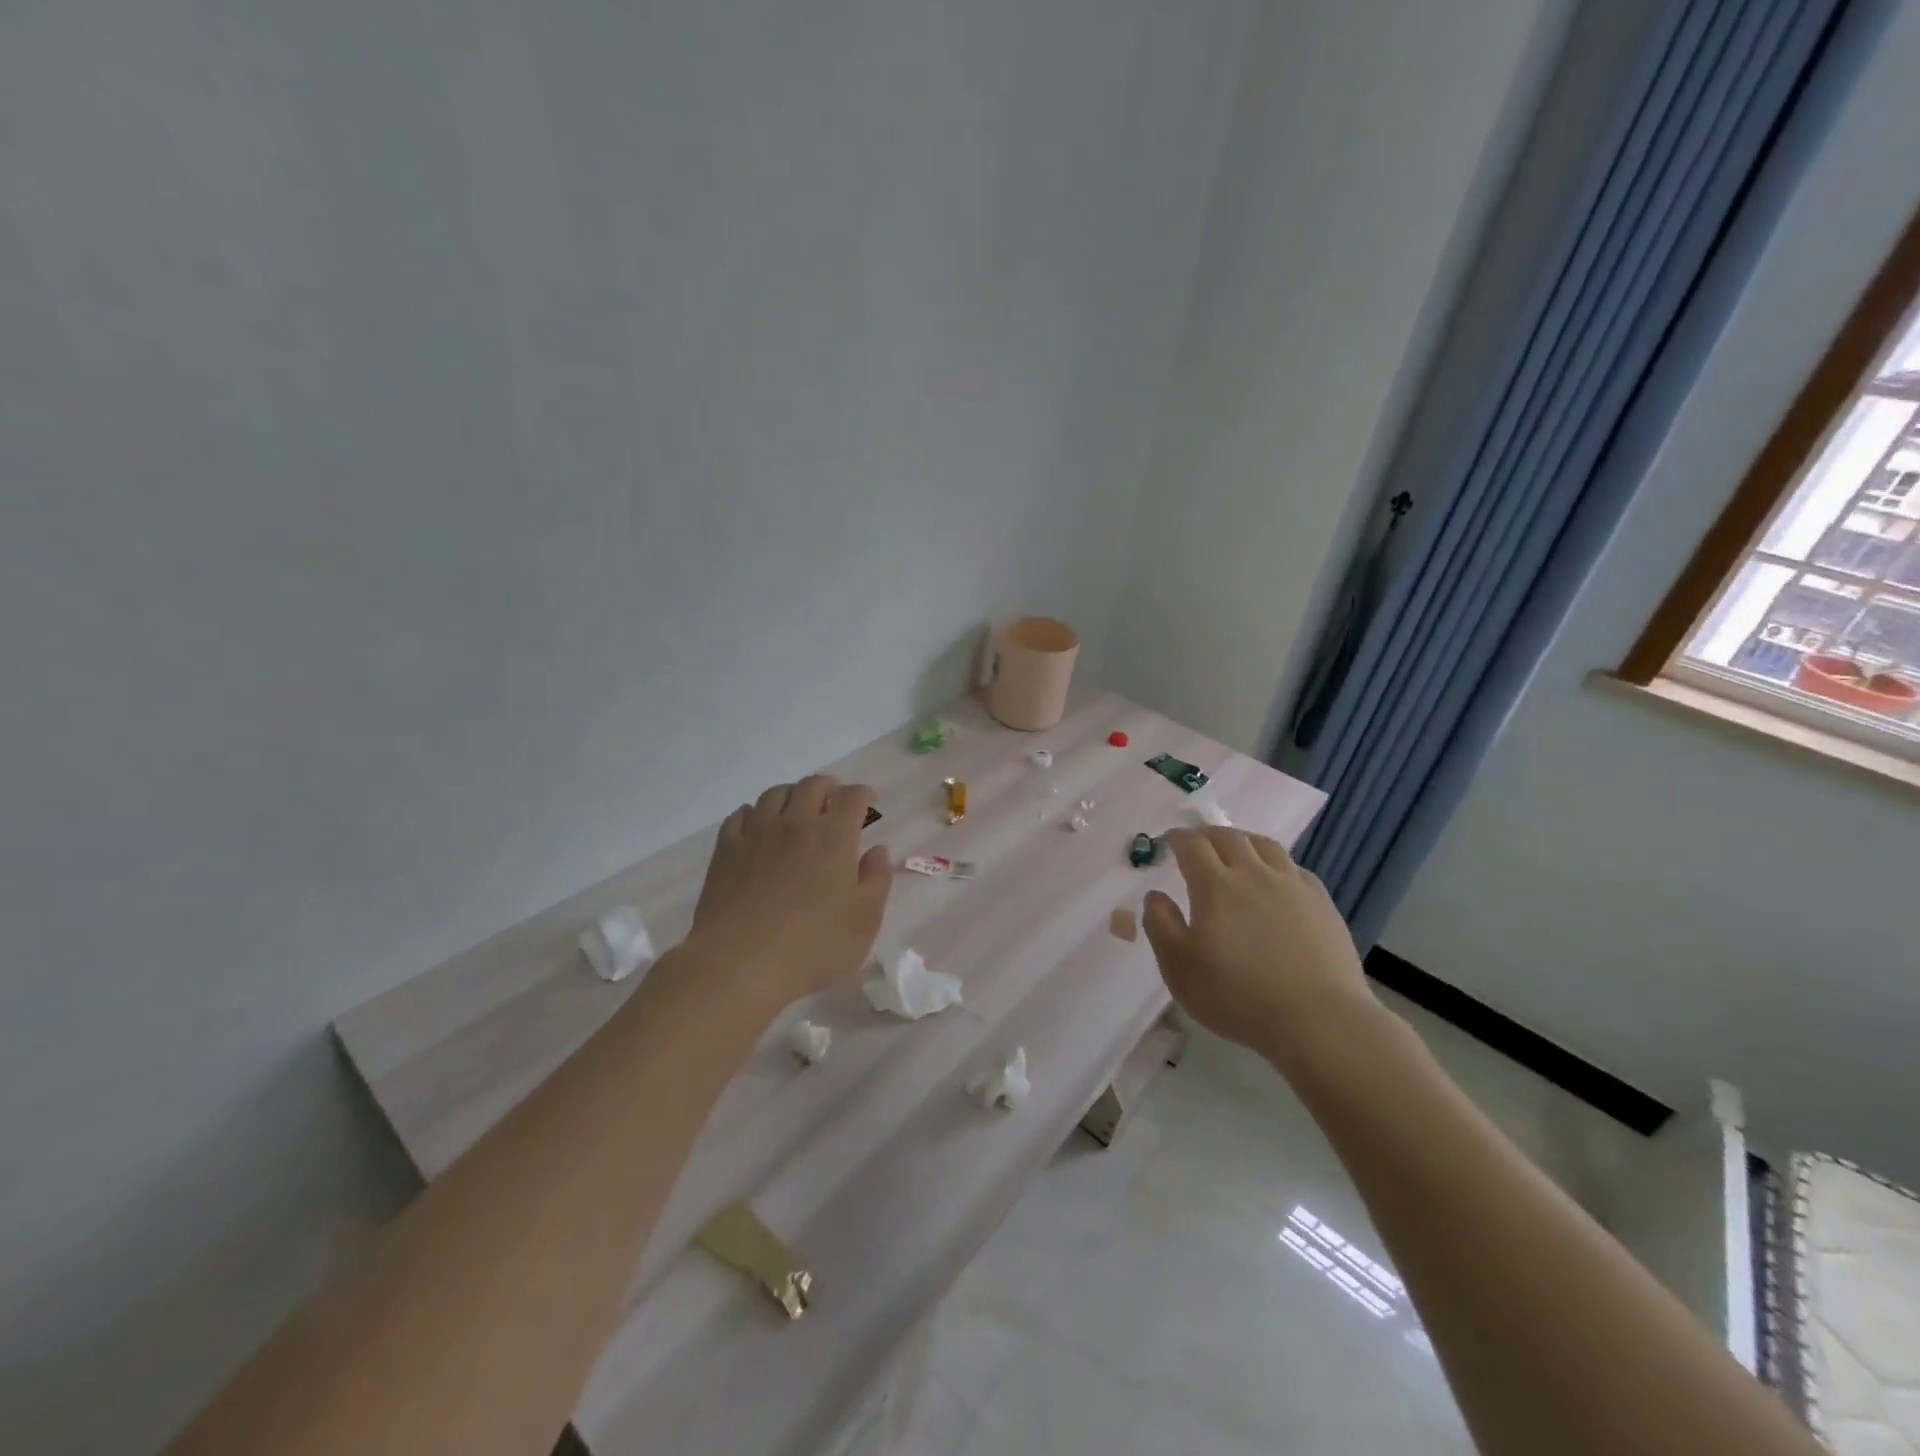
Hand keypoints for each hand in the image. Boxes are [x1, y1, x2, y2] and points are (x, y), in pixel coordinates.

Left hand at [684, 775, 892, 1013]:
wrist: (740, 964)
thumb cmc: (813, 946)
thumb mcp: (864, 921)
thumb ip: (876, 879)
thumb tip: (878, 850)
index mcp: (833, 837)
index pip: (852, 797)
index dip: (864, 793)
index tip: (870, 801)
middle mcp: (795, 824)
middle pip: (812, 786)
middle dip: (829, 787)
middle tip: (835, 800)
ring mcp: (756, 834)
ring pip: (775, 794)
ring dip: (792, 794)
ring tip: (798, 809)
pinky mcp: (726, 850)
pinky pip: (741, 815)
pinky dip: (756, 812)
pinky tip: (759, 826)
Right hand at [1142, 828, 1374, 1056]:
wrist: (1318, 1019)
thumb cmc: (1237, 996)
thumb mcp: (1179, 968)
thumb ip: (1161, 925)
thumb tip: (1155, 896)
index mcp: (1215, 885)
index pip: (1192, 845)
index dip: (1178, 838)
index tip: (1169, 841)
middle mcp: (1254, 874)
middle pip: (1229, 837)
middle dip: (1208, 835)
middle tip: (1198, 843)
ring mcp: (1292, 886)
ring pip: (1266, 846)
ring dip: (1244, 841)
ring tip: (1237, 850)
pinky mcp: (1322, 904)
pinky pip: (1296, 869)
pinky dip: (1277, 865)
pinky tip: (1277, 880)